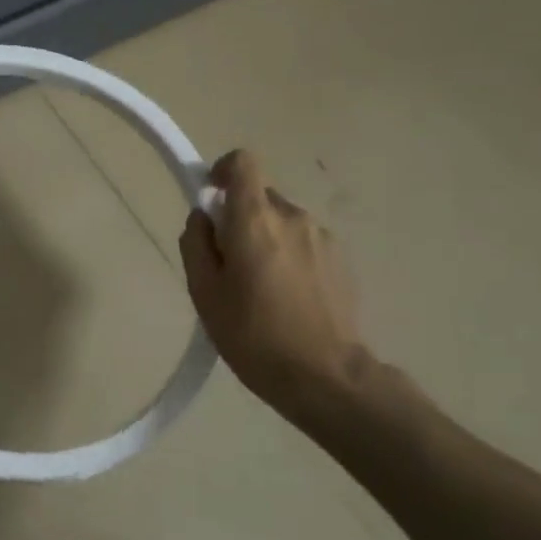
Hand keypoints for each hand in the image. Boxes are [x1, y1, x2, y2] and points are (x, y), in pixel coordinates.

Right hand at [179, 150, 368, 407]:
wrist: (326, 377)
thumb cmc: (253, 334)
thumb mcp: (204, 292)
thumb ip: (196, 243)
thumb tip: (204, 218)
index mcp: (255, 220)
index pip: (243, 162)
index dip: (222, 171)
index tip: (211, 199)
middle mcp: (293, 217)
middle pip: (259, 197)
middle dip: (239, 219)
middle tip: (227, 263)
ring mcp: (324, 238)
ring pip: (282, 222)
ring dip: (265, 240)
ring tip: (258, 288)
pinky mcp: (343, 260)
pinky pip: (304, 243)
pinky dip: (289, 257)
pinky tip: (287, 298)